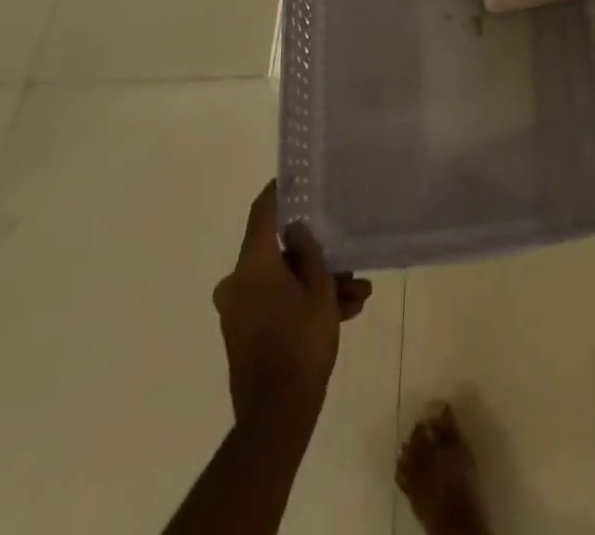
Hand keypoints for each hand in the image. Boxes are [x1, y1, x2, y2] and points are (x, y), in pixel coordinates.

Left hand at [213, 182, 372, 424]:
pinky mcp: (243, 335)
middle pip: (280, 254)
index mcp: (252, 264)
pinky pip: (275, 305)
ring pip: (282, 283)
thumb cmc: (301, 342)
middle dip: (317, 258)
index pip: (262, 212)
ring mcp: (237, 311)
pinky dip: (302, 305)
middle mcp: (237, 282)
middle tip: (348, 264)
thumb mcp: (320, 289)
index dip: (278, 192)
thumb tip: (298, 230)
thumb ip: (309, 253)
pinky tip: (341, 313)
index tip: (293, 177)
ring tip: (356, 297)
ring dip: (317, 286)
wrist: (277, 416)